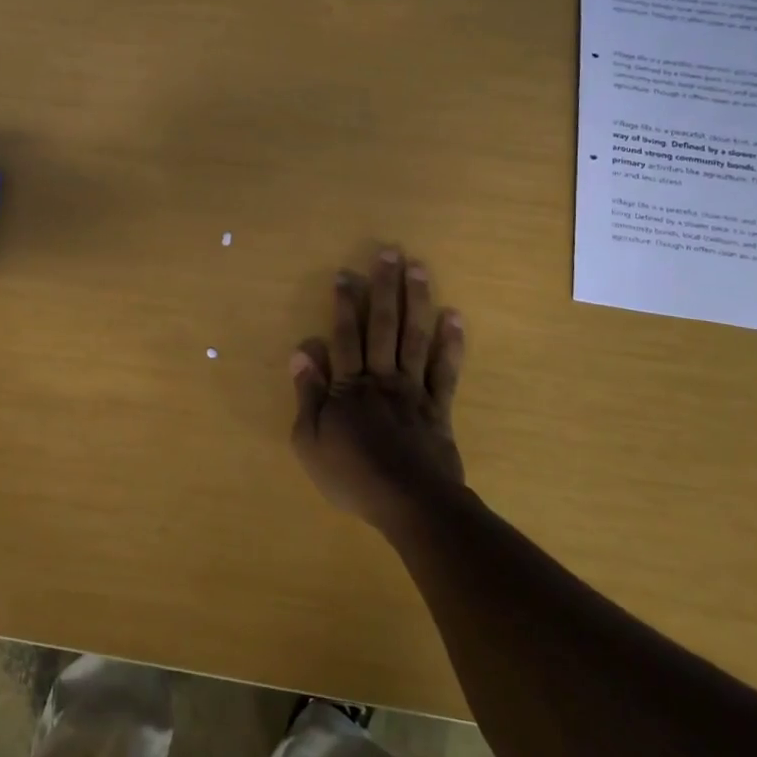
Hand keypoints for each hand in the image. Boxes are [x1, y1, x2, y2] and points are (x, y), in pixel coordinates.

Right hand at [290, 251, 466, 529]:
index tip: (346, 274)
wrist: (409, 503)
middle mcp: (382, 378)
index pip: (346, 336)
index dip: (345, 304)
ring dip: (417, 301)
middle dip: (385, 287)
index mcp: (348, 385)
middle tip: (390, 252)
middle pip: (384, 326)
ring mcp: (413, 390)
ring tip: (419, 269)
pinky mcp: (439, 407)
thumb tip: (301, 350)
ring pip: (415, 337)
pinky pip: (445, 370)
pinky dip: (451, 343)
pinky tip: (454, 317)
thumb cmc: (352, 475)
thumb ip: (307, 394)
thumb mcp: (309, 440)